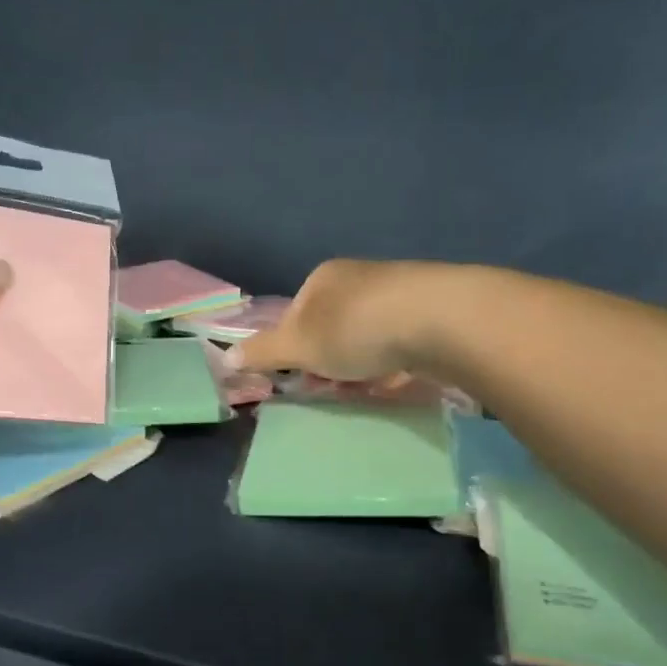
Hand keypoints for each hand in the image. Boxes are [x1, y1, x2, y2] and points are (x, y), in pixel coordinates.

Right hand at [236, 259, 426, 382]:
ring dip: (362, 365)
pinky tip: (400, 379)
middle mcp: (359, 278)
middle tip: (335, 387)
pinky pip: (401, 342)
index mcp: (323, 278)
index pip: (295, 316)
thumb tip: (225, 357)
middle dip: (329, 361)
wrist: (441, 319)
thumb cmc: (356, 329)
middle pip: (331, 328)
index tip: (303, 378)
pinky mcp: (432, 310)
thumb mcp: (299, 346)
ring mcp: (398, 292)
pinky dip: (394, 362)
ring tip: (369, 386)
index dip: (294, 350)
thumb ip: (263, 352)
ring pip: (366, 337)